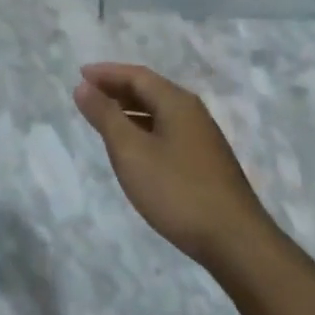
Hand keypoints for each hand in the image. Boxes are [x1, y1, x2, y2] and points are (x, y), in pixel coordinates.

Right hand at [74, 63, 271, 266]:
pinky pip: (167, 130)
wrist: (234, 240)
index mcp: (177, 103)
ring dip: (129, 109)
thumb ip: (106, 116)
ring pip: (159, 112)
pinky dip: (143, 128)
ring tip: (103, 118)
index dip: (106, 73)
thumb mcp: (131, 151)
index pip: (137, 76)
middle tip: (87, 94)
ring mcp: (202, 138)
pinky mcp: (205, 161)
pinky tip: (133, 148)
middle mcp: (193, 113)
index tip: (79, 75)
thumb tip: (83, 86)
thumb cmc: (177, 191)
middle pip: (150, 90)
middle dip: (117, 88)